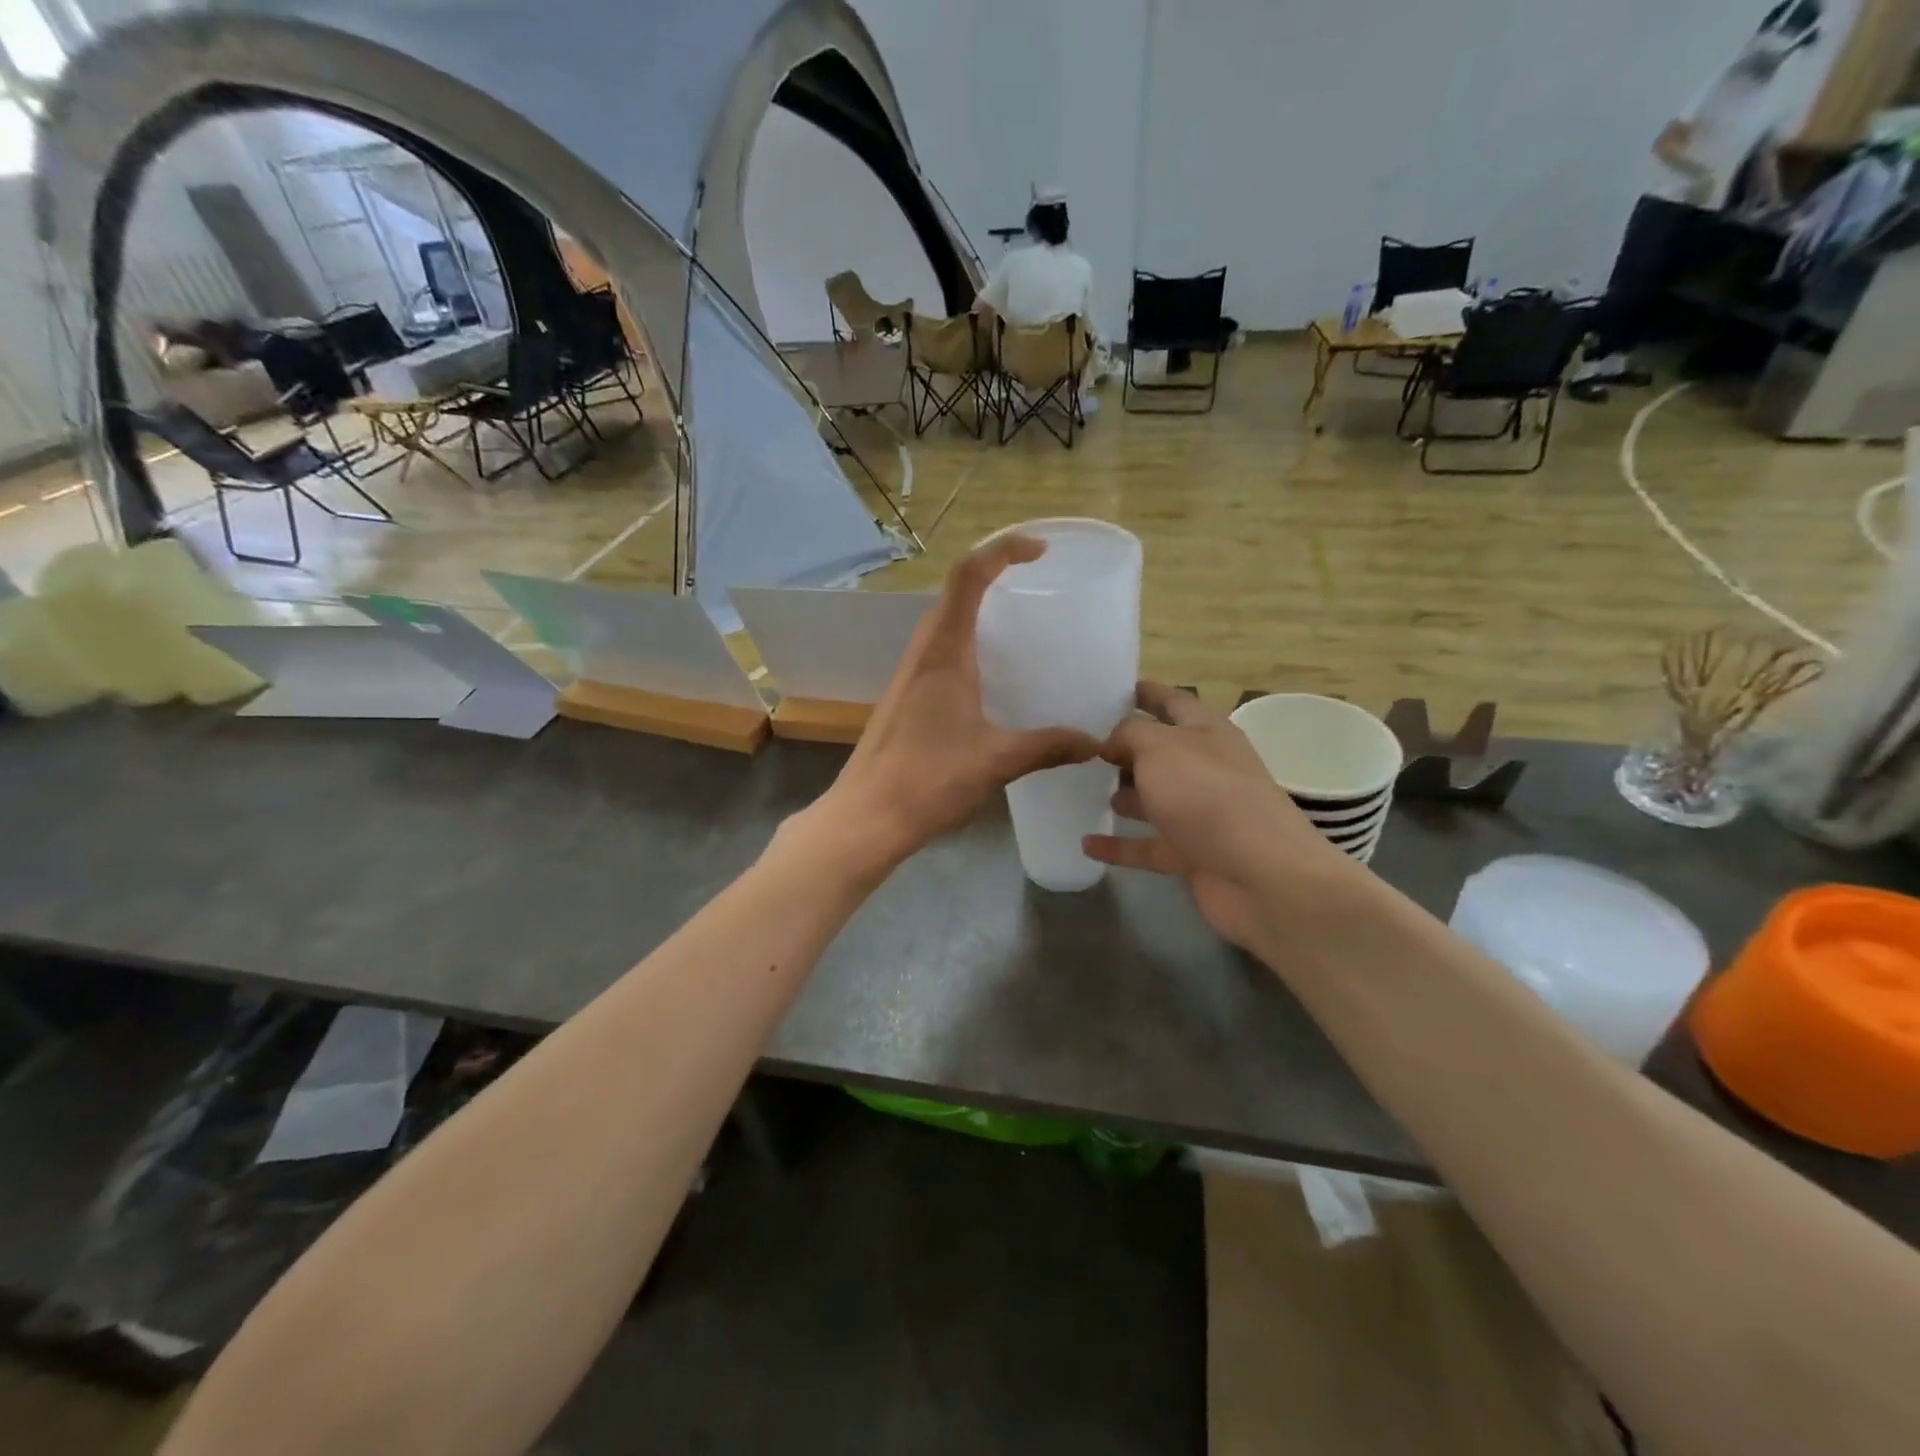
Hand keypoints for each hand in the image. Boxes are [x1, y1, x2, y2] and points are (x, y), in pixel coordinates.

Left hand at [812, 536, 1099, 873]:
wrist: (866, 817)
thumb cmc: (929, 780)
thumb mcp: (997, 761)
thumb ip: (1048, 746)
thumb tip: (1094, 743)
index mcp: (944, 653)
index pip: (968, 576)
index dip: (1003, 549)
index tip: (1040, 550)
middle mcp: (922, 654)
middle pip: (954, 592)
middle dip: (993, 572)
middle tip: (1034, 581)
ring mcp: (907, 677)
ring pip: (943, 623)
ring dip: (975, 608)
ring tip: (1016, 624)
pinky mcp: (903, 700)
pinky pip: (937, 653)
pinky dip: (965, 643)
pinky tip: (987, 678)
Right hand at [1083, 683, 1358, 950]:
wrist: (1260, 875)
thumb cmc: (1207, 795)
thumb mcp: (1161, 747)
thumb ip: (1129, 734)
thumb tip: (1110, 742)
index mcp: (1206, 732)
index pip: (1172, 701)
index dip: (1144, 692)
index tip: (1109, 688)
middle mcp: (1205, 768)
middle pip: (1160, 752)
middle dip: (1125, 747)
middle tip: (1081, 743)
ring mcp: (1199, 814)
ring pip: (1154, 799)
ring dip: (1123, 794)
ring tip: (1083, 788)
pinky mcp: (1190, 854)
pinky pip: (1146, 846)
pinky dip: (1118, 845)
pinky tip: (1087, 843)